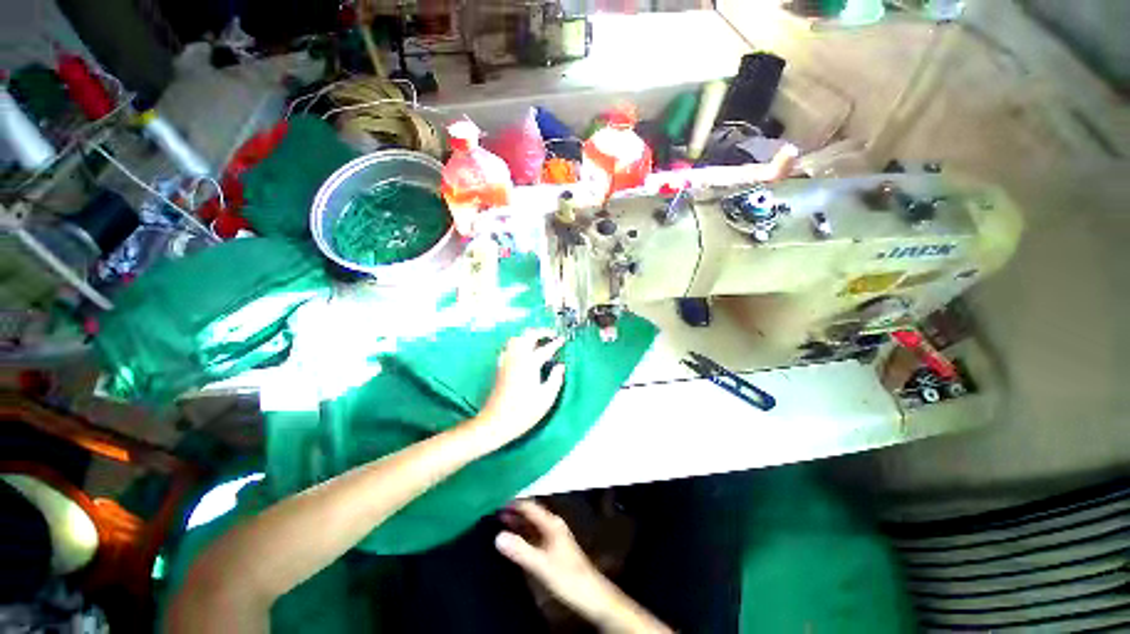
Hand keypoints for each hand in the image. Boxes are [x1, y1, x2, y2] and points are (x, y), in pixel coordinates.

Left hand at [471, 329, 565, 448]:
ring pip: (516, 339)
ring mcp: (506, 361)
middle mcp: (516, 358)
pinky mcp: (500, 367)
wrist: (496, 421)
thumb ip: (556, 379)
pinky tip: (523, 352)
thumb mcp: (546, 398)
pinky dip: (518, 344)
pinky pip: (509, 347)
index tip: (563, 340)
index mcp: (530, 364)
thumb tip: (560, 366)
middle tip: (551, 335)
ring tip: (538, 341)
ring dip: (528, 336)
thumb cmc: (524, 412)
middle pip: (527, 335)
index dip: (556, 343)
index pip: (545, 348)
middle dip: (541, 332)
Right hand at [495, 501, 613, 623]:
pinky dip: (523, 533)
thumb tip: (498, 536)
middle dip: (514, 512)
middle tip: (495, 513)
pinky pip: (535, 534)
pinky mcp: (553, 548)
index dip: (514, 504)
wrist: (589, 593)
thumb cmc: (566, 576)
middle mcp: (552, 525)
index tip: (497, 504)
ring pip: (533, 524)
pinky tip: (515, 540)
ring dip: (518, 523)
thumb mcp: (541, 564)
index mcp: (551, 523)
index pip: (530, 507)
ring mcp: (554, 536)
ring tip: (500, 523)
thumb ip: (520, 550)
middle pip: (531, 514)